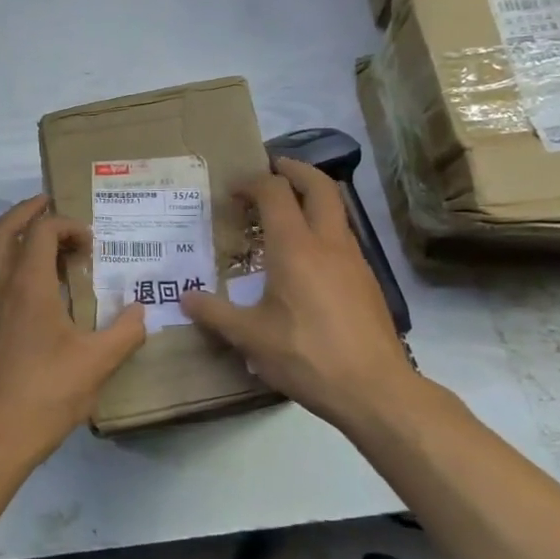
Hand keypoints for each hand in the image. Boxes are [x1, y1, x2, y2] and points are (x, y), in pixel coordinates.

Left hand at [0, 195, 146, 467]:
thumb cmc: (45, 395)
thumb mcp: (96, 364)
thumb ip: (125, 332)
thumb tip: (142, 310)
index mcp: (27, 286)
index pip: (43, 231)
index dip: (68, 225)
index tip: (92, 244)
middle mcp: (0, 288)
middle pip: (4, 230)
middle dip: (28, 210)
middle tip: (51, 204)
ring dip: (20, 239)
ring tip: (51, 247)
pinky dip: (15, 268)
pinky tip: (40, 294)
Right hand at [181, 158, 412, 433]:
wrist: (375, 389)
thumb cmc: (307, 356)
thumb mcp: (251, 338)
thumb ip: (215, 313)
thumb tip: (184, 298)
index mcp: (295, 247)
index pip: (275, 192)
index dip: (252, 182)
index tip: (233, 190)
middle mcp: (328, 243)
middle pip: (320, 186)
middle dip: (295, 169)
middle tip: (273, 168)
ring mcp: (354, 260)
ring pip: (337, 210)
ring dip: (312, 198)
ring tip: (286, 212)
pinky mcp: (367, 281)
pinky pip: (343, 237)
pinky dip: (322, 227)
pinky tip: (307, 258)